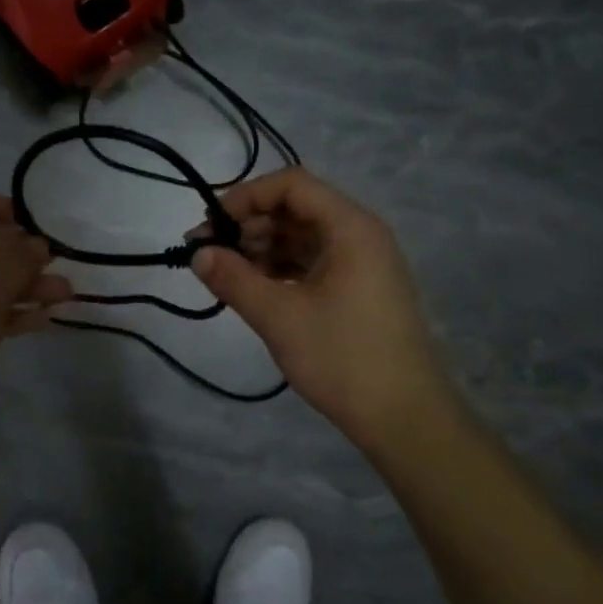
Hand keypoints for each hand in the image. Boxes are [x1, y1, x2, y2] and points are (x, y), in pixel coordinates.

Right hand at [192, 168, 459, 450]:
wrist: (404, 418)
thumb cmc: (343, 358)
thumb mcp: (279, 317)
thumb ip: (234, 279)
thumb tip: (198, 253)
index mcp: (350, 227)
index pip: (292, 185)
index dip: (247, 197)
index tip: (212, 226)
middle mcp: (360, 235)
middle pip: (296, 209)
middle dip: (249, 225)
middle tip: (208, 254)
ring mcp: (362, 263)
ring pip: (302, 237)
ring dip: (262, 248)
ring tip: (226, 274)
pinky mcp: (358, 290)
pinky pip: (313, 263)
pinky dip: (281, 269)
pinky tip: (254, 289)